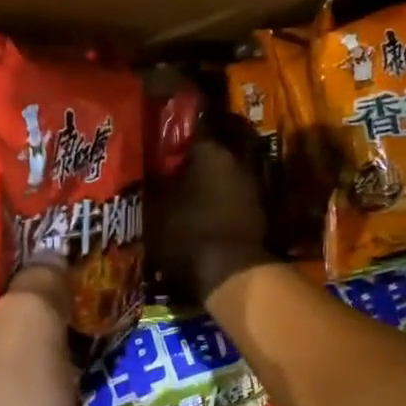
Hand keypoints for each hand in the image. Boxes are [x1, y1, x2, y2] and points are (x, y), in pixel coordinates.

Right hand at [149, 133, 273, 305]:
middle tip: (170, 173)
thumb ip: (151, 183)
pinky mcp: (259, 214)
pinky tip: (203, 218)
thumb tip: (146, 169)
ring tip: (185, 198)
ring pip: (223, 178)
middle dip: (192, 163)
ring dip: (207, 185)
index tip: (161, 147)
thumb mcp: (154, 208)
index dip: (174, 140)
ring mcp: (252, 188)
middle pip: (210, 155)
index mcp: (209, 151)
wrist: (229, 274)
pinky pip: (233, 200)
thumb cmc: (186, 232)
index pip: (191, 131)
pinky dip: (220, 206)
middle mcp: (235, 162)